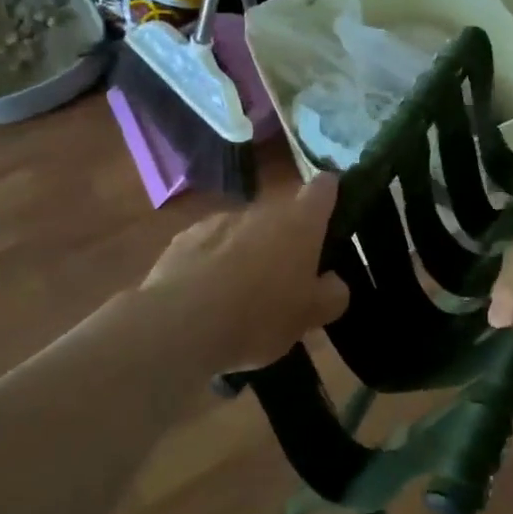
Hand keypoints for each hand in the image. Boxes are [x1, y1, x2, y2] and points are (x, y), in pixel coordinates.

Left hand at [141, 176, 349, 370]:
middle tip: (287, 279)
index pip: (324, 189)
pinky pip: (210, 247)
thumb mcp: (309, 316)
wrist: (179, 325)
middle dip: (286, 240)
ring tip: (243, 294)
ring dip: (248, 251)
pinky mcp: (183, 239)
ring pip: (244, 231)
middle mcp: (260, 211)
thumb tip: (333, 281)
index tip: (333, 214)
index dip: (331, 195)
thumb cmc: (259, 316)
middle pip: (282, 215)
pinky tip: (209, 297)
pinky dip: (214, 263)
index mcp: (299, 224)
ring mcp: (218, 221)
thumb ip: (331, 294)